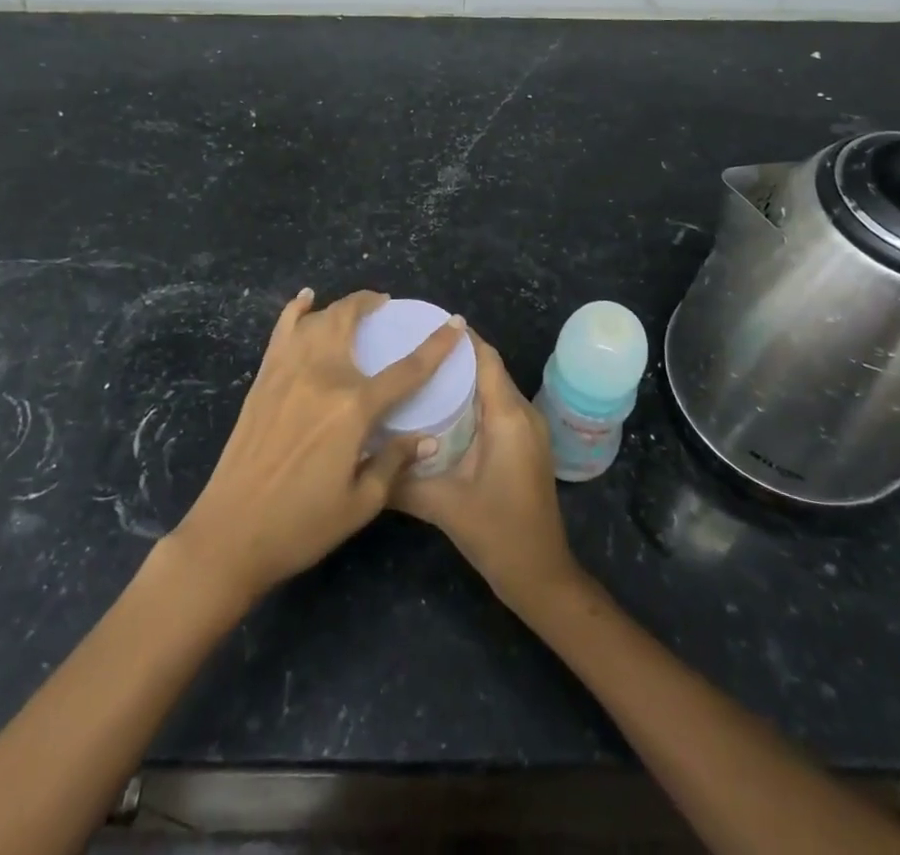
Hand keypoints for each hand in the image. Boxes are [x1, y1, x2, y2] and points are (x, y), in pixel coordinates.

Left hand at [172, 289, 462, 604]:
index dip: (436, 346)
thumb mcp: (361, 503)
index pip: (407, 369)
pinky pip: (282, 330)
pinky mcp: (263, 378)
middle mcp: (322, 376)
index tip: (454, 324)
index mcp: (353, 407)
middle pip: (350, 321)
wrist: (230, 532)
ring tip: (355, 308)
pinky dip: (296, 310)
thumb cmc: (301, 525)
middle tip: (386, 305)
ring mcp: (287, 371)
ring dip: (339, 306)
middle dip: (372, 303)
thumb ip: (394, 461)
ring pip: (317, 319)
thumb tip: (427, 439)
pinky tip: (305, 299)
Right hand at [391, 330, 581, 613]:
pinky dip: (473, 398)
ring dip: (464, 376)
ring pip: (493, 387)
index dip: (459, 338)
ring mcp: (528, 430)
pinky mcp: (525, 445)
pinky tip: (441, 408)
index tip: (424, 323)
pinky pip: (498, 406)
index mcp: (507, 417)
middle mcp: (522, 414)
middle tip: (411, 346)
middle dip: (454, 354)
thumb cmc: (497, 533)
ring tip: (420, 371)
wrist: (541, 576)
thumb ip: (400, 481)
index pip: (485, 358)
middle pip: (489, 368)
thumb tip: (358, 458)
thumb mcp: (443, 505)